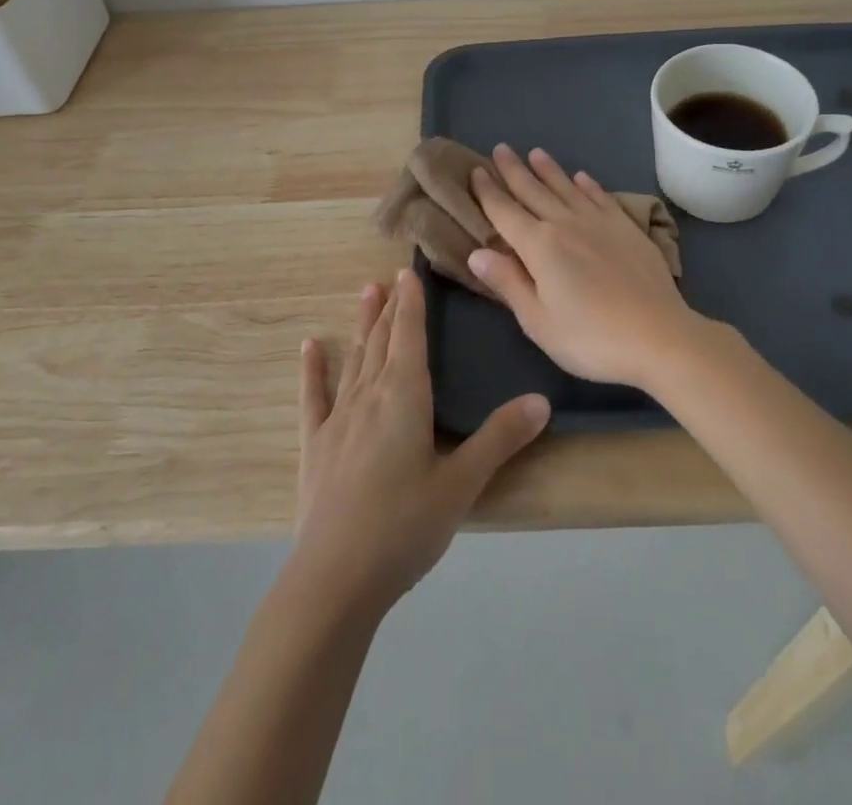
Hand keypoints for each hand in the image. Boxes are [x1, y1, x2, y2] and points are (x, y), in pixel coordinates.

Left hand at [292, 270, 550, 615]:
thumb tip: (542, 401)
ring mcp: (338, 419)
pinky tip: (309, 346)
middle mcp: (369, 395)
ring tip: (365, 293)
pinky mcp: (315, 445)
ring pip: (354, 359)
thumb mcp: (462, 484)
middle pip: (382, 340)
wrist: (335, 578)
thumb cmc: (405, 526)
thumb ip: (500, 439)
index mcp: (405, 396)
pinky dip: (313, 369)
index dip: (411, 303)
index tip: (409, 272)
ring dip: (362, 325)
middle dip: (390, 307)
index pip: (410, 336)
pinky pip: (314, 396)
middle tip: (391, 277)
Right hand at [469, 145, 708, 390]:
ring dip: (549, 170)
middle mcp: (565, 224)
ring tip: (536, 153)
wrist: (659, 336)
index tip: (476, 170)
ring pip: (566, 188)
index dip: (488, 192)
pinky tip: (582, 177)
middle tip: (500, 149)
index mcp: (538, 246)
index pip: (504, 212)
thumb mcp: (538, 321)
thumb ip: (507, 282)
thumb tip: (475, 253)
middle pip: (533, 191)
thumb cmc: (590, 338)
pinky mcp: (626, 228)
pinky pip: (601, 197)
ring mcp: (599, 222)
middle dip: (513, 170)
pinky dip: (588, 185)